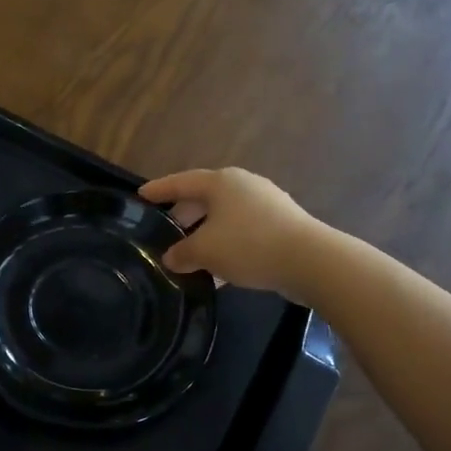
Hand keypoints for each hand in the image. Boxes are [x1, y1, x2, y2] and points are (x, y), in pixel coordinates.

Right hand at [139, 168, 324, 300]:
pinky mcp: (282, 224)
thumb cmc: (248, 245)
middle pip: (205, 197)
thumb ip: (182, 253)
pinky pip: (244, 231)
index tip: (141, 195)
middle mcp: (244, 185)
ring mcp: (266, 204)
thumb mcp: (205, 251)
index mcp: (221, 183)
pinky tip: (219, 268)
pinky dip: (227, 244)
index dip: (159, 189)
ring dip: (206, 232)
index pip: (181, 182)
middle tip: (166, 229)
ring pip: (225, 216)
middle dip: (184, 214)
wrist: (310, 260)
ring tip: (190, 253)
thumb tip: (171, 258)